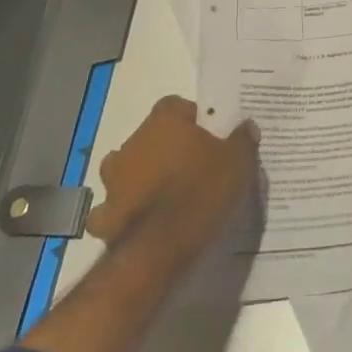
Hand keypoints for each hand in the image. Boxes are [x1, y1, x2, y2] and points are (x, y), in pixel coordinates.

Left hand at [87, 96, 259, 269]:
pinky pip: (113, 207)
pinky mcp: (104, 214)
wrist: (161, 246)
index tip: (208, 135)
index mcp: (164, 121)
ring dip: (140, 176)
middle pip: (150, 136)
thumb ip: (242, 140)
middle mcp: (133, 142)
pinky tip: (140, 220)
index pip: (175, 105)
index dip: (192, 118)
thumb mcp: (237, 162)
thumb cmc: (201, 191)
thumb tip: (247, 125)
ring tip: (164, 193)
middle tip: (190, 165)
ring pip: (126, 169)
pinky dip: (123, 211)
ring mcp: (113, 179)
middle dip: (166, 147)